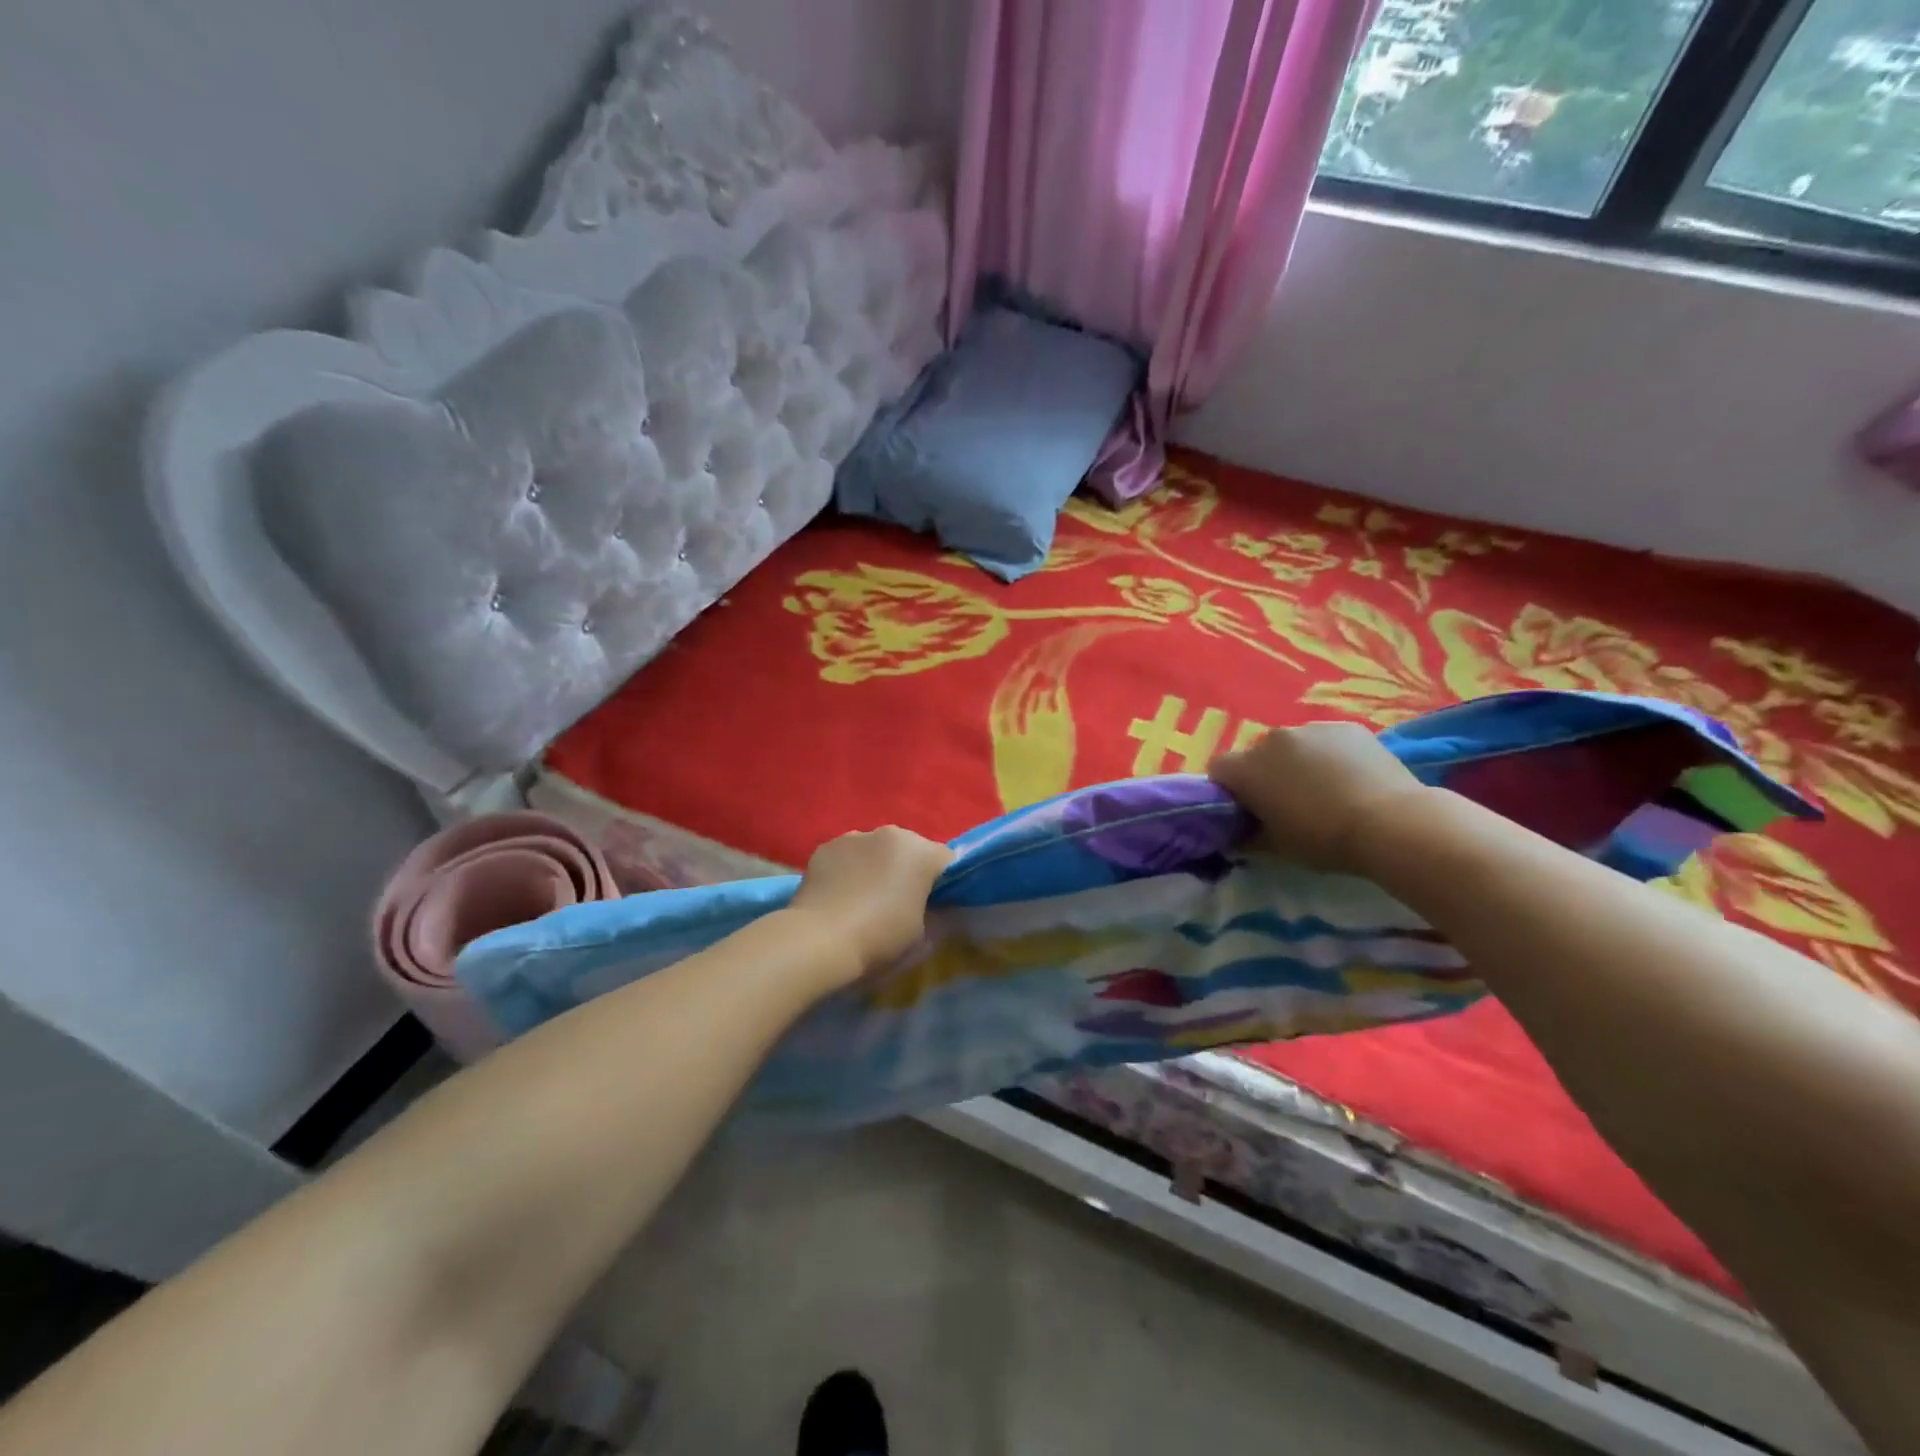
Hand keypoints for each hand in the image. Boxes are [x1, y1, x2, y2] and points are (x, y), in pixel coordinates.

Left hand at [787, 826, 953, 979]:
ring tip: (864, 899)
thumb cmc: (879, 938)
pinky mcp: (825, 847)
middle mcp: (890, 834)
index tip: (937, 905)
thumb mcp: (922, 936)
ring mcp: (854, 836)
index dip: (946, 884)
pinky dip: (849, 869)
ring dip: (877, 866)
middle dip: (909, 870)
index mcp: (921, 852)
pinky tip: (839, 896)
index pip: (947, 861)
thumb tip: (936, 908)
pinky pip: (847, 856)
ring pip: (876, 849)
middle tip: (900, 902)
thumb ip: (935, 914)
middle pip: (910, 850)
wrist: (818, 941)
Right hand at [1209, 722, 1427, 874]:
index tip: (1246, 809)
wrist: (1390, 823)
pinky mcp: (1346, 727)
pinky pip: (1326, 740)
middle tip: (1288, 801)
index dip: (1229, 788)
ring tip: (1325, 789)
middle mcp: (1271, 739)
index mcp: (1246, 769)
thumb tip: (1235, 835)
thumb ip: (1247, 837)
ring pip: (1292, 745)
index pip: (1218, 769)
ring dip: (1297, 762)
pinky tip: (1351, 778)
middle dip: (1265, 773)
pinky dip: (1329, 755)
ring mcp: (1310, 728)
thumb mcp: (1276, 847)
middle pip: (1256, 754)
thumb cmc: (1323, 839)